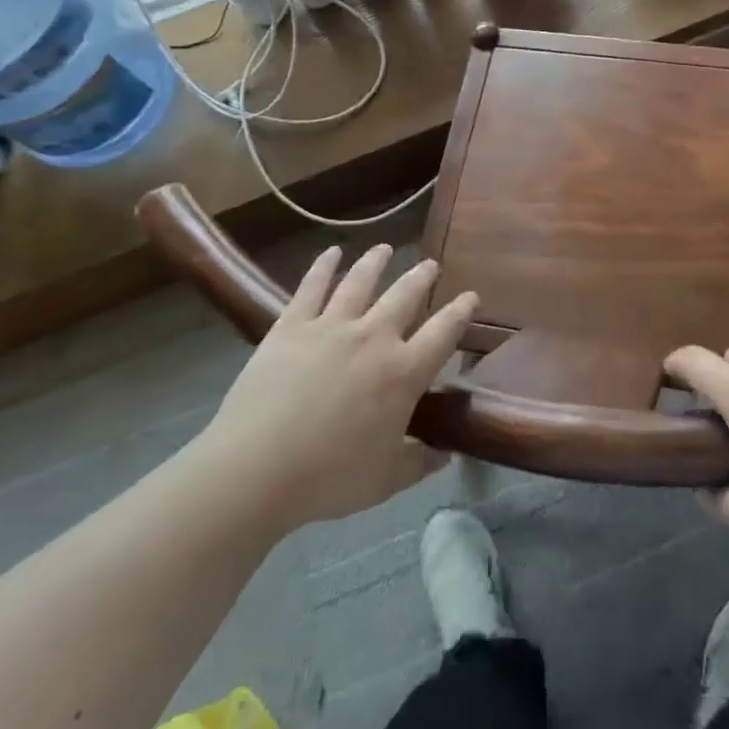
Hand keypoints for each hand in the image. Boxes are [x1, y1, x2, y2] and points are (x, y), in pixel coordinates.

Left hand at [201, 245, 476, 531]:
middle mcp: (374, 337)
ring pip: (360, 281)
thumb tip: (444, 453)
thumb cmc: (328, 478)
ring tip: (384, 248)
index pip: (444, 332)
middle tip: (430, 265)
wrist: (257, 468)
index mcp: (403, 372)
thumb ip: (419, 463)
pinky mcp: (292, 325)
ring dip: (376, 262)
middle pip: (405, 295)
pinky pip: (312, 286)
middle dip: (421, 277)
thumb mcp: (385, 481)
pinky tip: (331, 253)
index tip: (471, 296)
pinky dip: (324, 266)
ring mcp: (331, 326)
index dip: (461, 311)